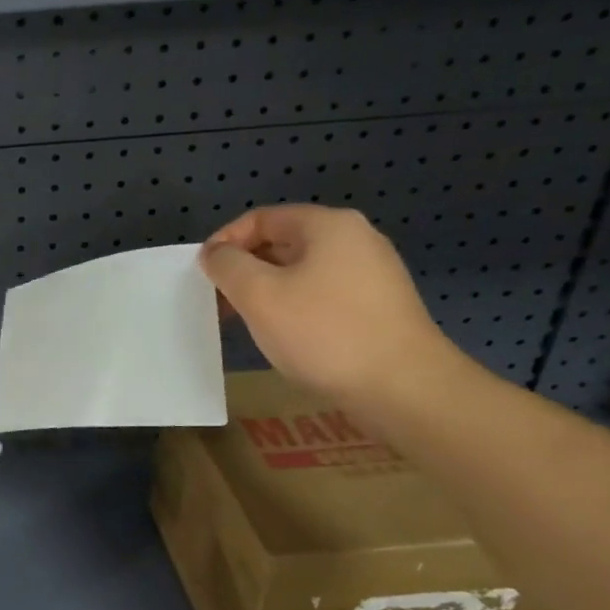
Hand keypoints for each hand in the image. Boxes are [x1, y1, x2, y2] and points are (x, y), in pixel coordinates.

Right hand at [199, 204, 460, 409]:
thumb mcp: (258, 294)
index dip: (224, 242)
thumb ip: (227, 265)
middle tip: (219, 301)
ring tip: (245, 321)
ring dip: (266, 290)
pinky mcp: (379, 306)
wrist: (405, 390)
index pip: (260, 218)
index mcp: (328, 226)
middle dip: (244, 269)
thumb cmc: (324, 332)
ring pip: (301, 271)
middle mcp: (355, 240)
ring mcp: (372, 274)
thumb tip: (215, 254)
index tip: (203, 275)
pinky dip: (294, 306)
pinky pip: (322, 293)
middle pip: (281, 242)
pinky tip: (283, 336)